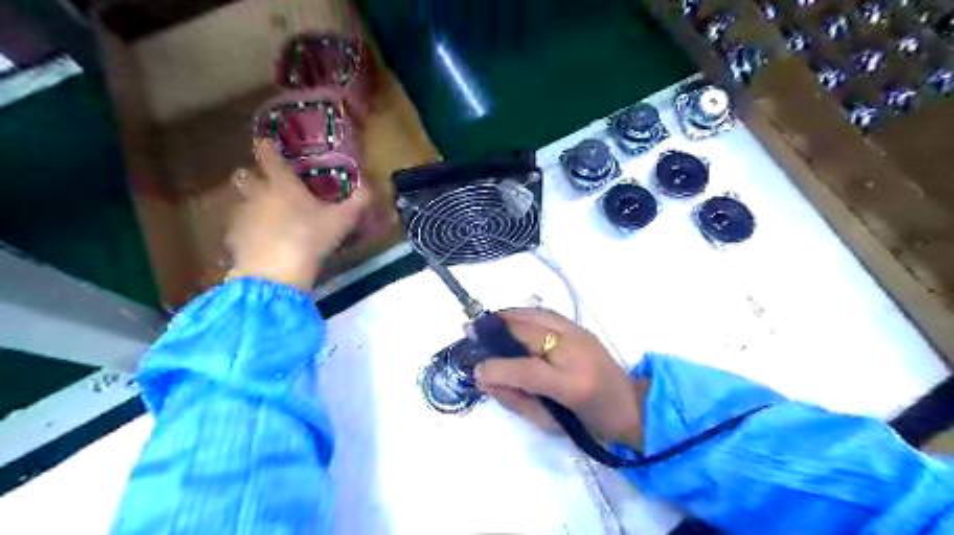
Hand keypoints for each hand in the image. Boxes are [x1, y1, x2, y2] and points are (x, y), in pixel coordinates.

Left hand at [226, 139, 369, 289]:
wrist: (276, 272)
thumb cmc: (311, 238)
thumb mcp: (342, 221)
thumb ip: (357, 202)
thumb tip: (370, 185)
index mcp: (282, 184)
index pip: (269, 157)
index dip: (267, 147)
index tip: (265, 142)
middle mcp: (258, 194)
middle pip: (245, 176)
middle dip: (251, 176)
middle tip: (264, 182)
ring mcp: (243, 215)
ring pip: (240, 201)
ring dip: (249, 203)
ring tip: (264, 215)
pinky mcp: (234, 237)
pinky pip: (238, 227)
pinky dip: (246, 230)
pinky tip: (259, 241)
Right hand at [477, 308, 648, 448]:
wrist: (630, 406)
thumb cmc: (589, 423)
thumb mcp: (549, 423)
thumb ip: (514, 399)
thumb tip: (484, 378)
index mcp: (573, 384)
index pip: (527, 370)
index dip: (498, 368)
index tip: (475, 368)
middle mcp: (577, 351)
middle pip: (529, 331)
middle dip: (496, 330)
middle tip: (470, 331)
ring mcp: (580, 334)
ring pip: (537, 315)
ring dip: (507, 316)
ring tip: (485, 322)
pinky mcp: (581, 327)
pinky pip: (546, 314)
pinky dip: (523, 314)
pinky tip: (509, 319)